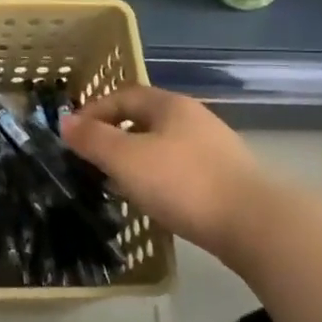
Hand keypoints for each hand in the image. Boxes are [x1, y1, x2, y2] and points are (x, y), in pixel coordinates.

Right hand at [62, 84, 277, 267]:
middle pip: (144, 119)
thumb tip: (65, 122)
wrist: (256, 225)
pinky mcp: (226, 179)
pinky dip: (157, 176)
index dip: (94, 110)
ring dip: (135, 158)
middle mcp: (194, 119)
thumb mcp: (126, 159)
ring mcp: (214, 149)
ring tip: (116, 181)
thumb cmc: (183, 183)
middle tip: (90, 158)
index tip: (72, 134)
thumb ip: (93, 139)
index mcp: (170, 105)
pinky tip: (152, 199)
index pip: (123, 95)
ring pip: (162, 145)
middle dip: (114, 135)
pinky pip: (179, 169)